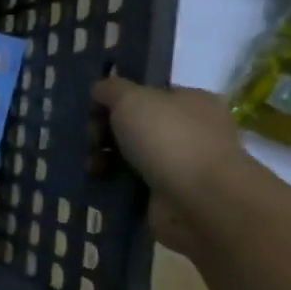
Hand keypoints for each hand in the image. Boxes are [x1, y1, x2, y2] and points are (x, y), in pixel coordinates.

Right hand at [93, 76, 253, 256]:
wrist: (200, 201)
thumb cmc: (168, 139)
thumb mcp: (131, 98)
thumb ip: (110, 88)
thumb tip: (100, 90)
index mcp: (191, 100)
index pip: (146, 94)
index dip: (116, 99)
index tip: (93, 111)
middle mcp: (191, 129)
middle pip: (135, 124)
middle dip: (105, 131)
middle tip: (91, 140)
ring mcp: (181, 163)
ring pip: (130, 154)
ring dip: (105, 158)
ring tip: (91, 166)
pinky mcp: (169, 193)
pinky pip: (131, 182)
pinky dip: (113, 181)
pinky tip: (98, 181)